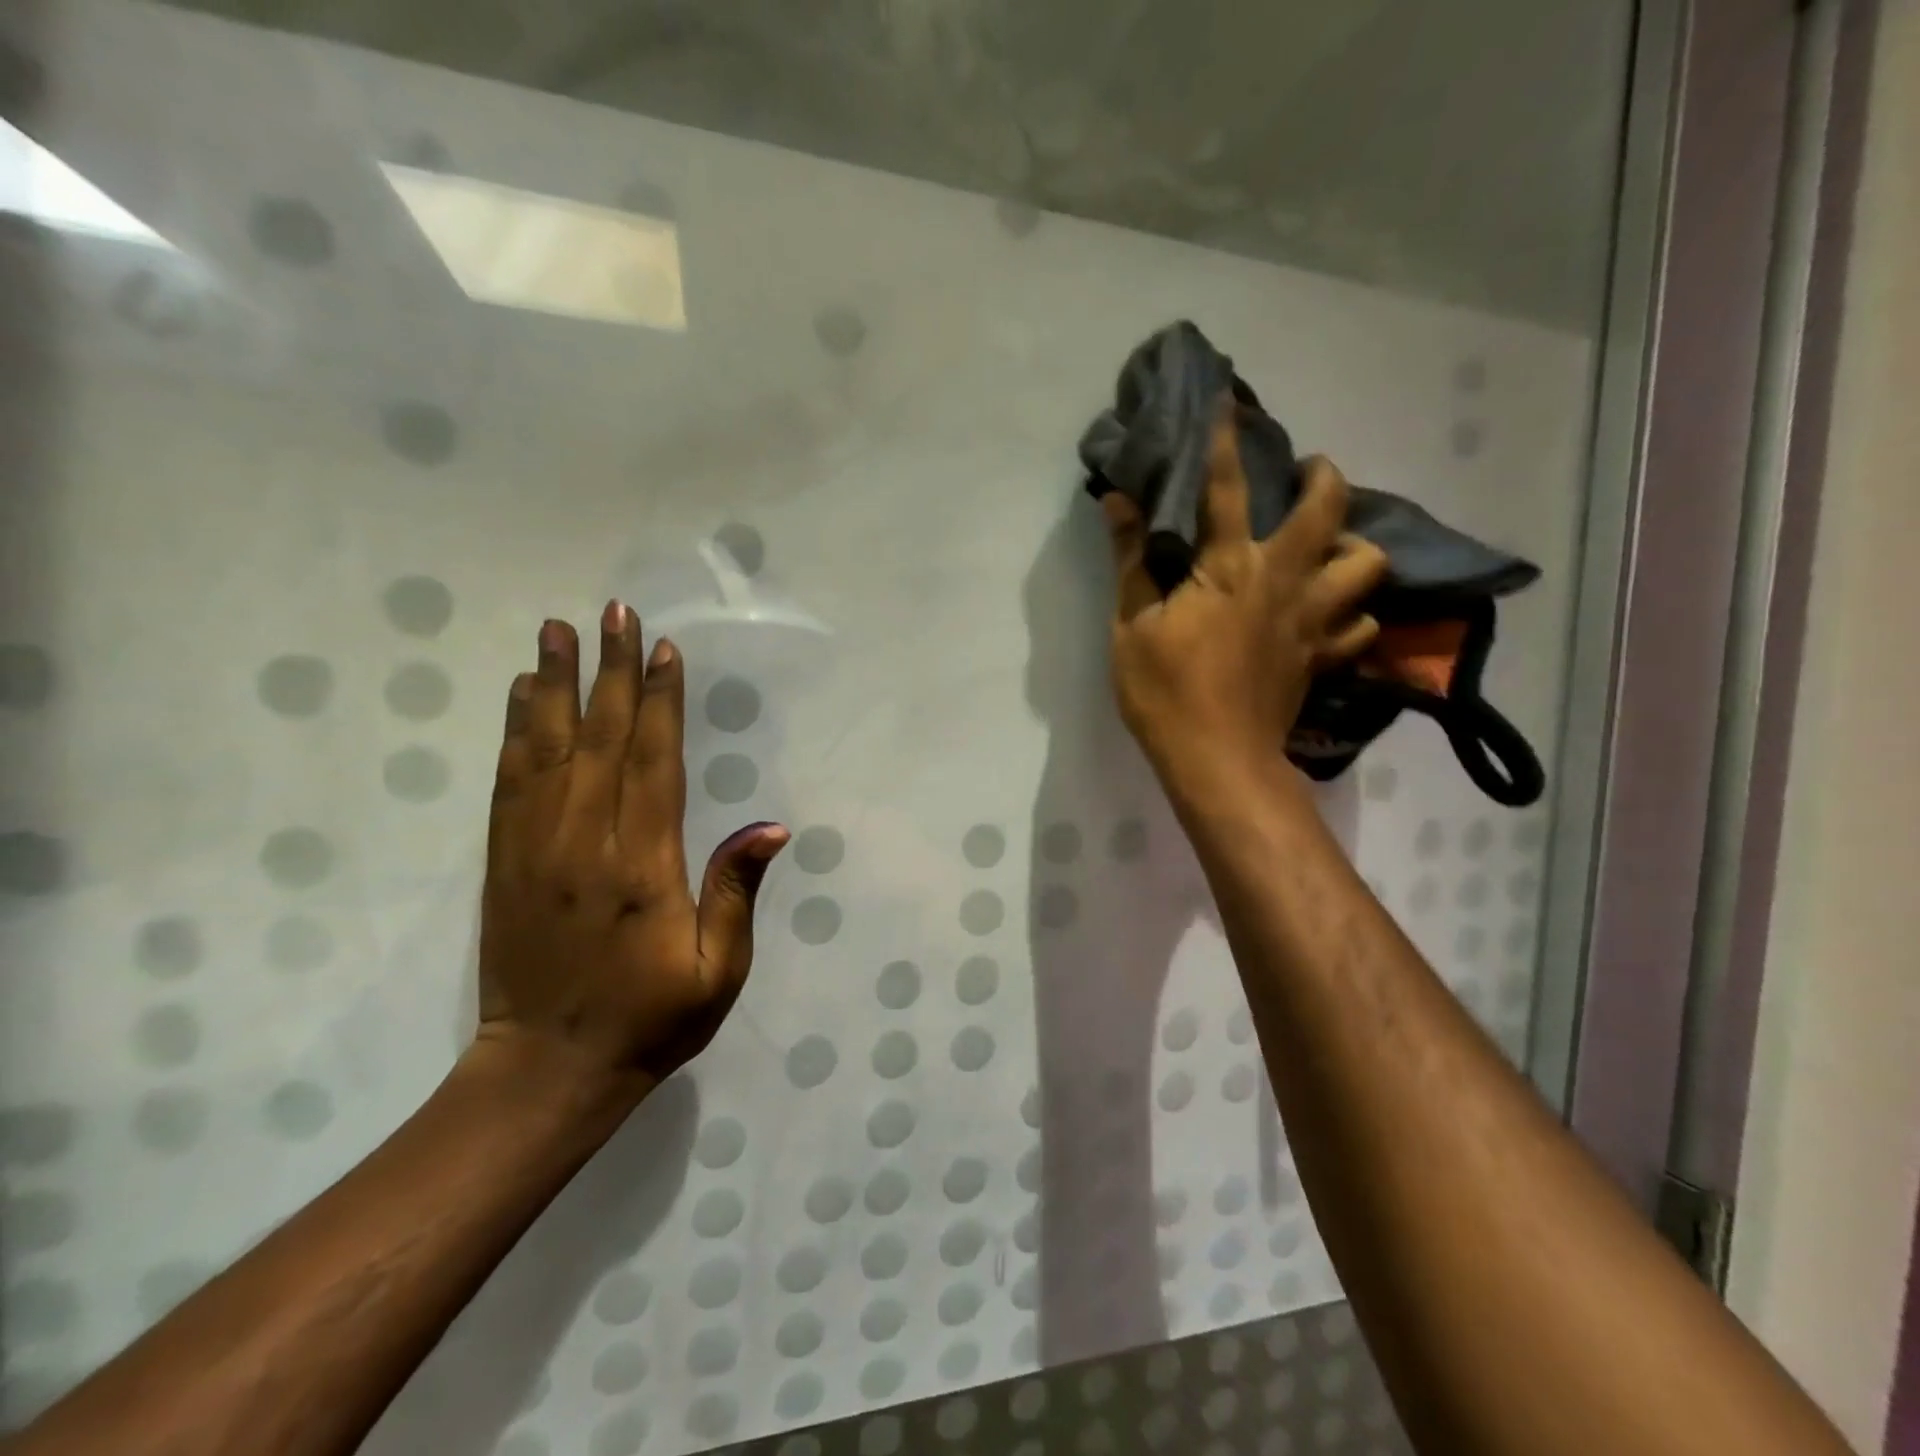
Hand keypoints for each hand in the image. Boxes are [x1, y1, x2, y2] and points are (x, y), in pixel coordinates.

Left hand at [474, 601, 788, 1102]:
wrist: (547, 1071)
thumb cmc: (650, 1020)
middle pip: (600, 739)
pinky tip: (521, 696)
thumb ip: (736, 893)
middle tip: (613, 611)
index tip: (663, 648)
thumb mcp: (718, 971)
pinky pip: (508, 783)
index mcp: (641, 867)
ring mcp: (535, 849)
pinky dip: (514, 732)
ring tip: (556, 630)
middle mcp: (584, 843)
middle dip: (611, 671)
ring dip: (554, 685)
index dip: (661, 702)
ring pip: (545, 749)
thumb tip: (770, 828)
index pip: (653, 763)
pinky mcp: (503, 862)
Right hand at [1102, 409, 1388, 802]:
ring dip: (1354, 545)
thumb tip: (1119, 500)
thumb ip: (1131, 560)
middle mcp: (1283, 581)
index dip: (1224, 441)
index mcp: (1230, 568)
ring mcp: (1313, 620)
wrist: (1217, 760)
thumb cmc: (1164, 692)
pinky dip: (1354, 612)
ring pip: (1367, 564)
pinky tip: (1335, 614)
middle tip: (1308, 474)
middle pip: (1328, 510)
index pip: (1226, 488)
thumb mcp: (1131, 625)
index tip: (1228, 402)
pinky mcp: (1323, 656)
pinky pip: (1361, 623)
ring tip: (1330, 548)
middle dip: (1324, 476)